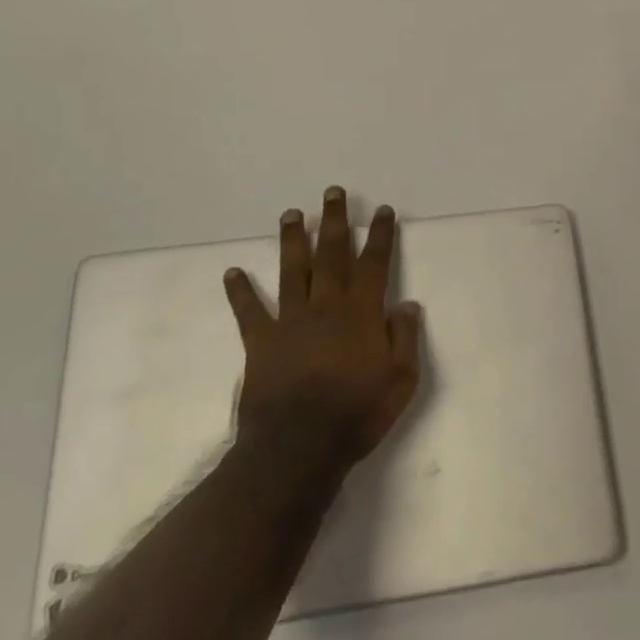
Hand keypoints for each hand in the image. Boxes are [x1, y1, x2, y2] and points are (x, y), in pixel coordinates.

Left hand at [224, 188, 422, 469]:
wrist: (298, 447)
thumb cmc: (357, 414)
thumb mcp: (401, 380)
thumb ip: (404, 338)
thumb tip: (406, 304)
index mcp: (361, 312)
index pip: (374, 263)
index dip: (380, 235)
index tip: (382, 210)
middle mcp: (326, 306)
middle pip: (332, 254)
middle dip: (335, 221)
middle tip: (333, 192)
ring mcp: (290, 321)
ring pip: (293, 270)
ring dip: (293, 240)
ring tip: (292, 214)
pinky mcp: (261, 341)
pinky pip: (249, 311)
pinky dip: (240, 291)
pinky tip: (232, 272)